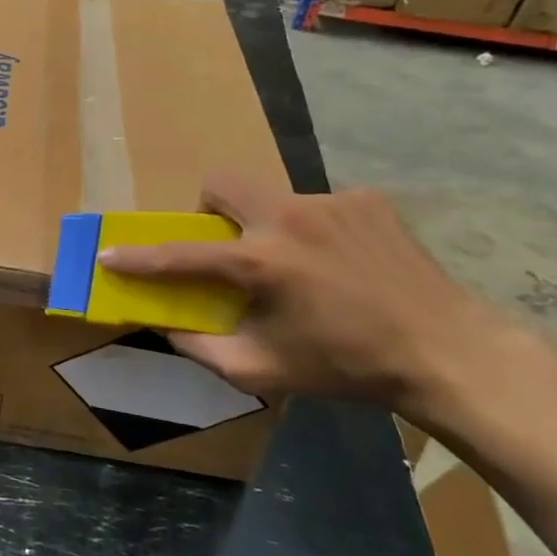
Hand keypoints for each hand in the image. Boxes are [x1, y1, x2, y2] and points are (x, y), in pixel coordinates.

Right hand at [97, 177, 511, 421]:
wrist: (447, 352)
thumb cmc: (346, 367)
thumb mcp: (264, 371)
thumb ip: (203, 349)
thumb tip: (166, 326)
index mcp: (261, 263)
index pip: (180, 255)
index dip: (138, 258)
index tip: (109, 255)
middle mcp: (288, 219)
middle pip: (221, 184)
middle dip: (208, 210)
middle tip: (226, 246)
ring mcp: (331, 203)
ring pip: (272, 198)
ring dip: (267, 227)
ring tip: (300, 266)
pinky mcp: (366, 200)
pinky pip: (318, 206)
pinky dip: (313, 231)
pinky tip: (341, 263)